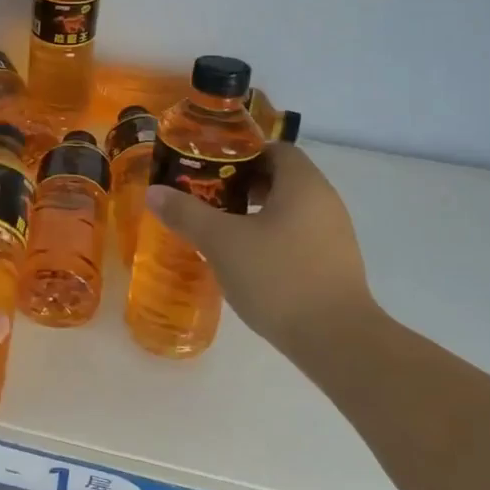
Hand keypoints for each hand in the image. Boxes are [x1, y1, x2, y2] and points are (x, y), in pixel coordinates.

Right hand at [147, 143, 376, 356]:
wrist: (336, 339)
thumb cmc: (278, 277)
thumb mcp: (222, 242)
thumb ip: (187, 214)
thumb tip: (154, 191)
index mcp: (303, 184)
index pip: (275, 149)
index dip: (241, 154)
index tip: (209, 169)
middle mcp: (325, 201)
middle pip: (281, 178)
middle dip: (242, 185)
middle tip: (206, 198)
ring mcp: (334, 235)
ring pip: (289, 210)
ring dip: (255, 213)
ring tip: (220, 230)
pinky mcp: (334, 264)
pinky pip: (297, 236)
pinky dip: (271, 238)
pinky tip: (246, 261)